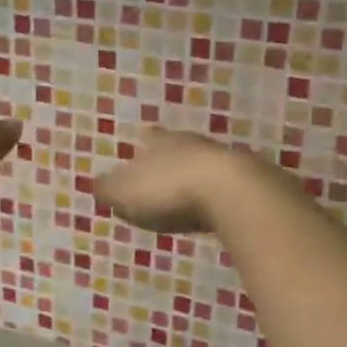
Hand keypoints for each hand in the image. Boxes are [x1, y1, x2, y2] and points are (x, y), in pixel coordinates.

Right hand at [95, 130, 255, 234]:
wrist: (232, 192)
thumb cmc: (168, 190)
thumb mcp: (124, 193)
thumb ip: (108, 190)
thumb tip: (98, 186)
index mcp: (160, 143)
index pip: (149, 139)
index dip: (144, 145)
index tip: (143, 146)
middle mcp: (192, 144)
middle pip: (180, 148)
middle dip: (172, 159)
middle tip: (165, 172)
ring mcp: (223, 161)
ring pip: (205, 165)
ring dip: (197, 177)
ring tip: (189, 192)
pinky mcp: (248, 182)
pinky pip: (226, 187)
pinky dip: (218, 196)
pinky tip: (215, 207)